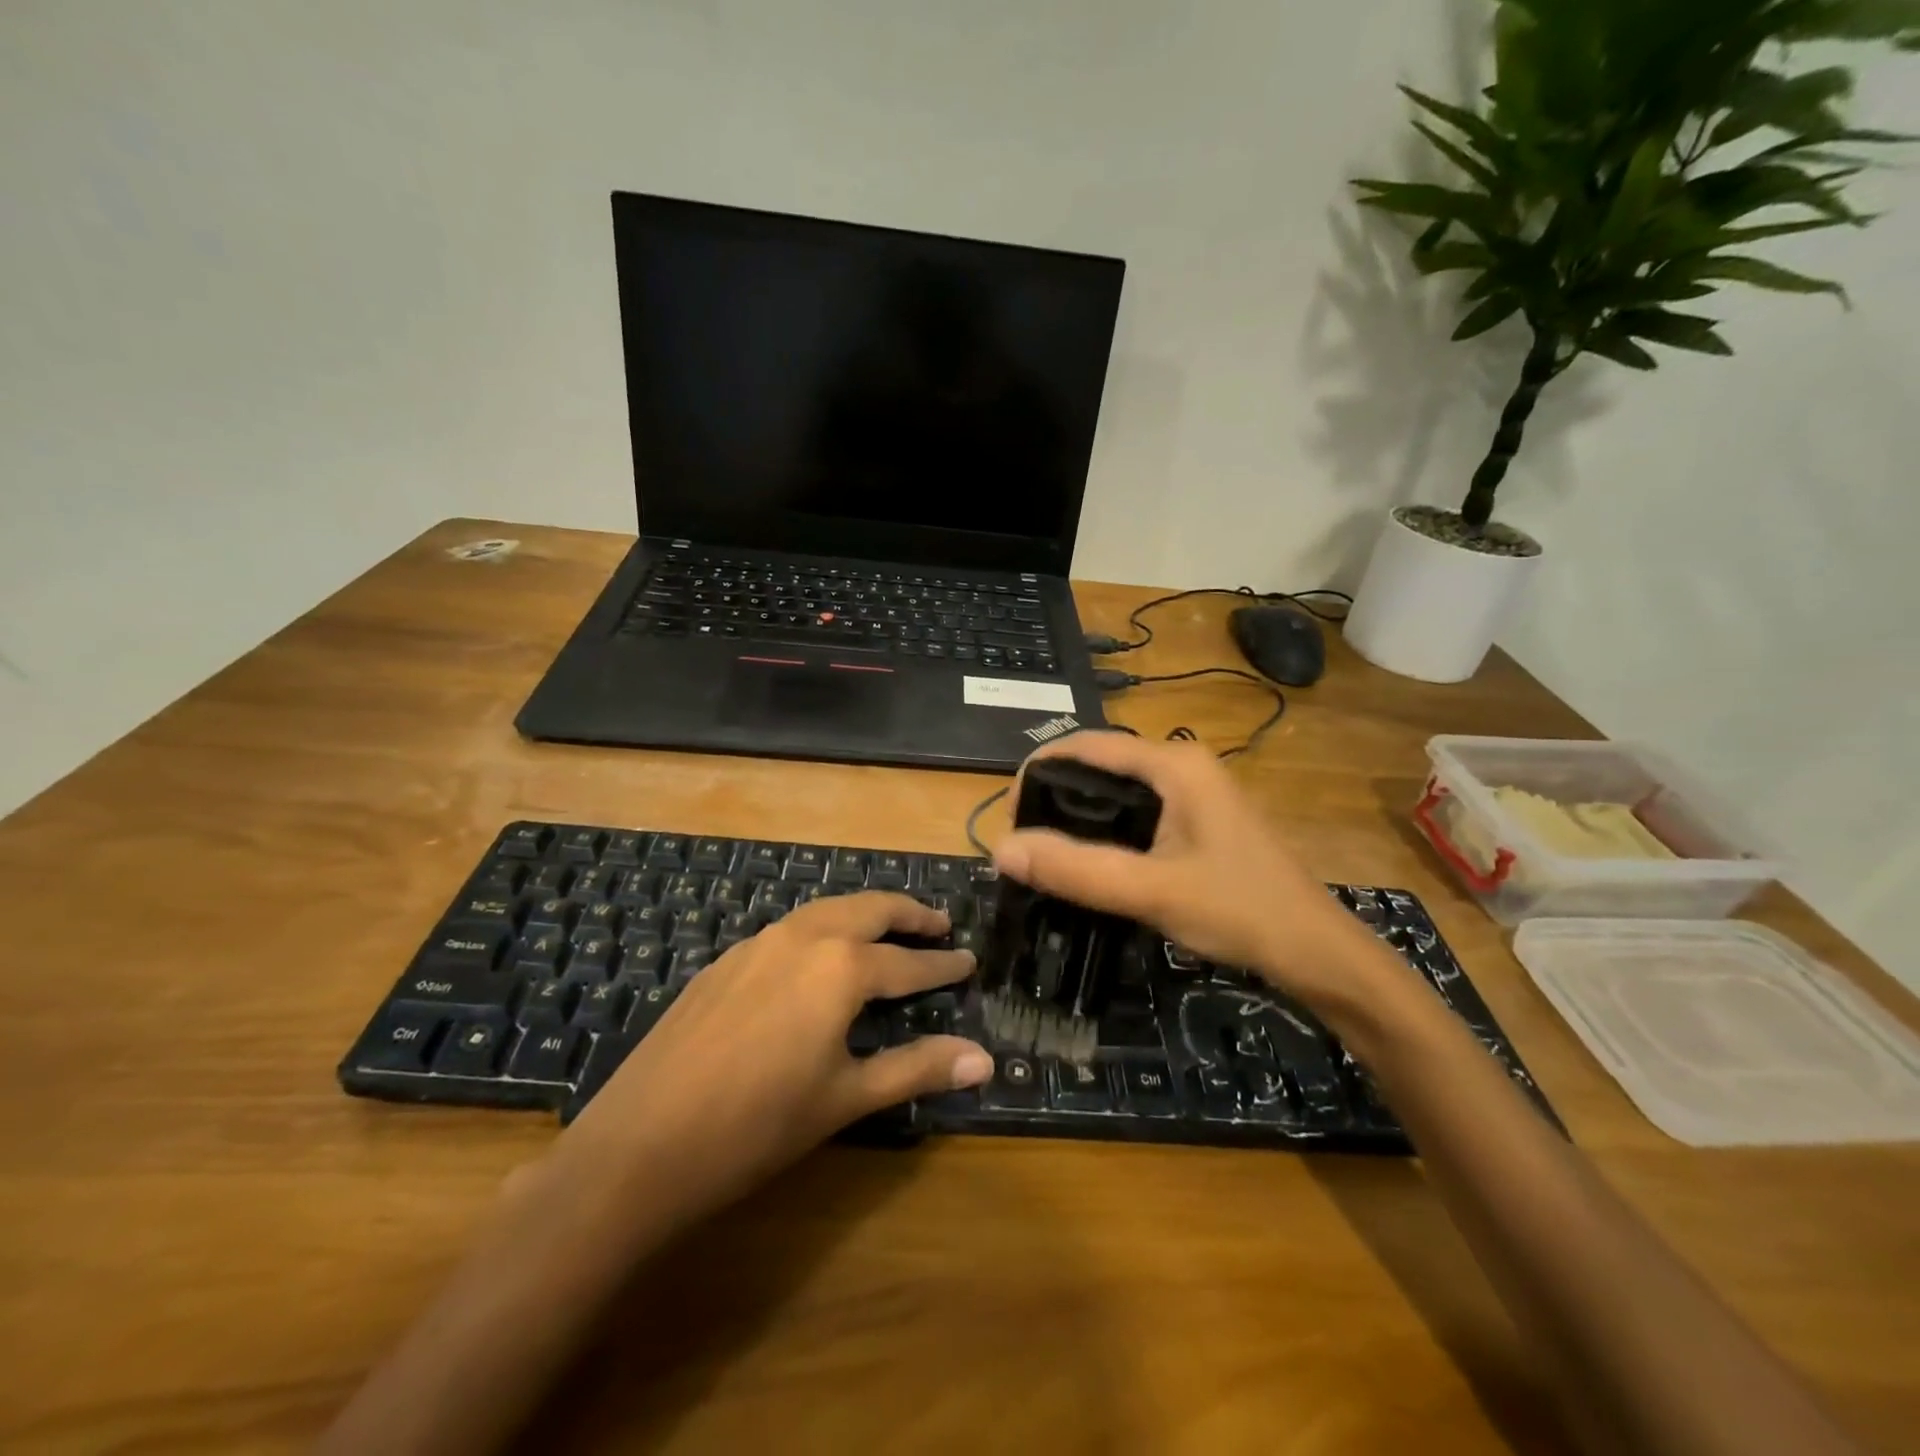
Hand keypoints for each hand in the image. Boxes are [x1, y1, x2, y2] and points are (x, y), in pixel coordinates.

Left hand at [560, 893, 991, 1228]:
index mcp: (841, 966)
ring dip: (863, 914)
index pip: (908, 961)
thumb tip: (985, 1059)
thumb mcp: (847, 1098)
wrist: (640, 1145)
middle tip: (938, 923)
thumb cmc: (758, 1126)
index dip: (942, 964)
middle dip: (908, 914)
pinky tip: (817, 958)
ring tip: (886, 929)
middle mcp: (803, 937)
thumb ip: (917, 1069)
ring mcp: (757, 944)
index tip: (970, 961)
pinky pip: (788, 930)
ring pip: (825, 911)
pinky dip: (821, 930)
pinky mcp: (725, 962)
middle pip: (869, 909)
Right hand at [992, 733, 1382, 1006]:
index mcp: (1174, 764)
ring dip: (1079, 812)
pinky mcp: (1200, 821)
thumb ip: (1076, 870)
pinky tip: (1091, 860)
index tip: (1008, 815)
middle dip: (1055, 792)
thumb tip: (1001, 850)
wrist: (1316, 951)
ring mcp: (1196, 792)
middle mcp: (1183, 765)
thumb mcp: (1150, 890)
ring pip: (1119, 790)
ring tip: (1046, 851)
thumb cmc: (1238, 910)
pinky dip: (1106, 828)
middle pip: (1101, 763)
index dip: (1039, 770)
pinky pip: (1139, 811)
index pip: (1088, 745)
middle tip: (1024, 839)